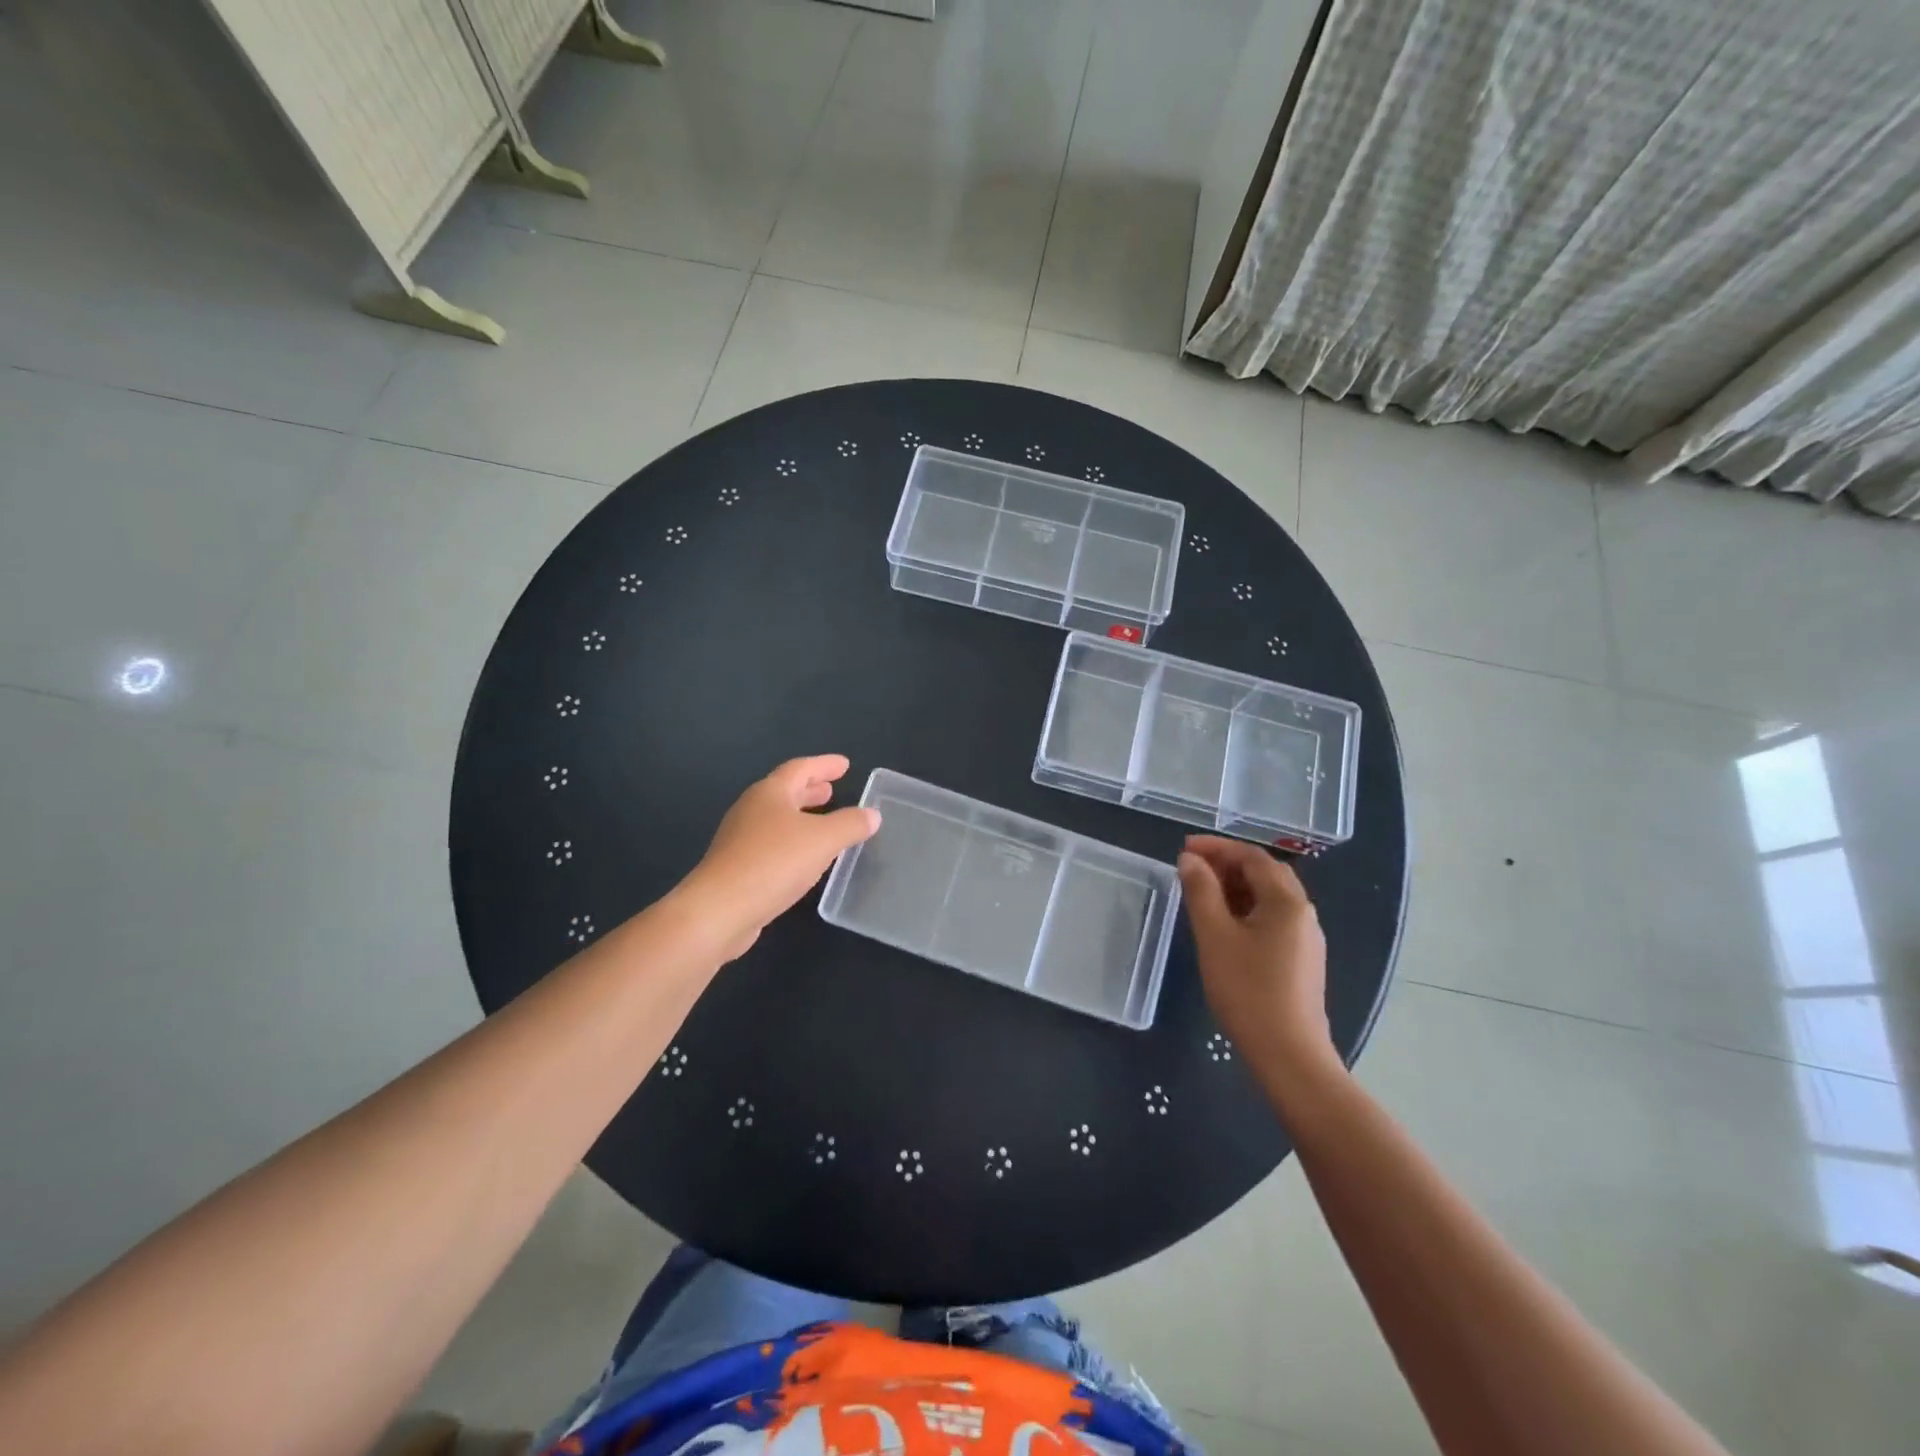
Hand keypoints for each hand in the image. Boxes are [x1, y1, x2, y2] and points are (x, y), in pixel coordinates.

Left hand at [680, 755, 879, 959]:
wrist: (719, 911)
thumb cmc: (773, 863)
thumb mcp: (823, 840)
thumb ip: (851, 825)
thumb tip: (872, 814)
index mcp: (770, 793)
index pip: (800, 769)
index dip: (824, 765)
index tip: (844, 765)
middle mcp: (752, 810)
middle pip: (785, 792)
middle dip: (810, 790)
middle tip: (832, 790)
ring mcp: (740, 839)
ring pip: (777, 819)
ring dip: (801, 816)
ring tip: (823, 822)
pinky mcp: (737, 867)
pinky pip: (772, 844)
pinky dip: (793, 841)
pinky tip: (805, 858)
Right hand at [1178, 836, 1338, 1082]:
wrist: (1289, 1055)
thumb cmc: (1248, 990)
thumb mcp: (1215, 936)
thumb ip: (1201, 892)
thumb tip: (1189, 860)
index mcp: (1287, 901)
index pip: (1252, 857)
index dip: (1217, 847)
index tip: (1183, 848)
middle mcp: (1303, 913)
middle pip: (1265, 873)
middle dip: (1227, 864)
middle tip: (1190, 867)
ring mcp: (1305, 938)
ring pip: (1268, 897)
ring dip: (1235, 886)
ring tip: (1200, 892)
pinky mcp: (1301, 960)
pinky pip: (1272, 919)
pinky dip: (1245, 909)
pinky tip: (1222, 924)